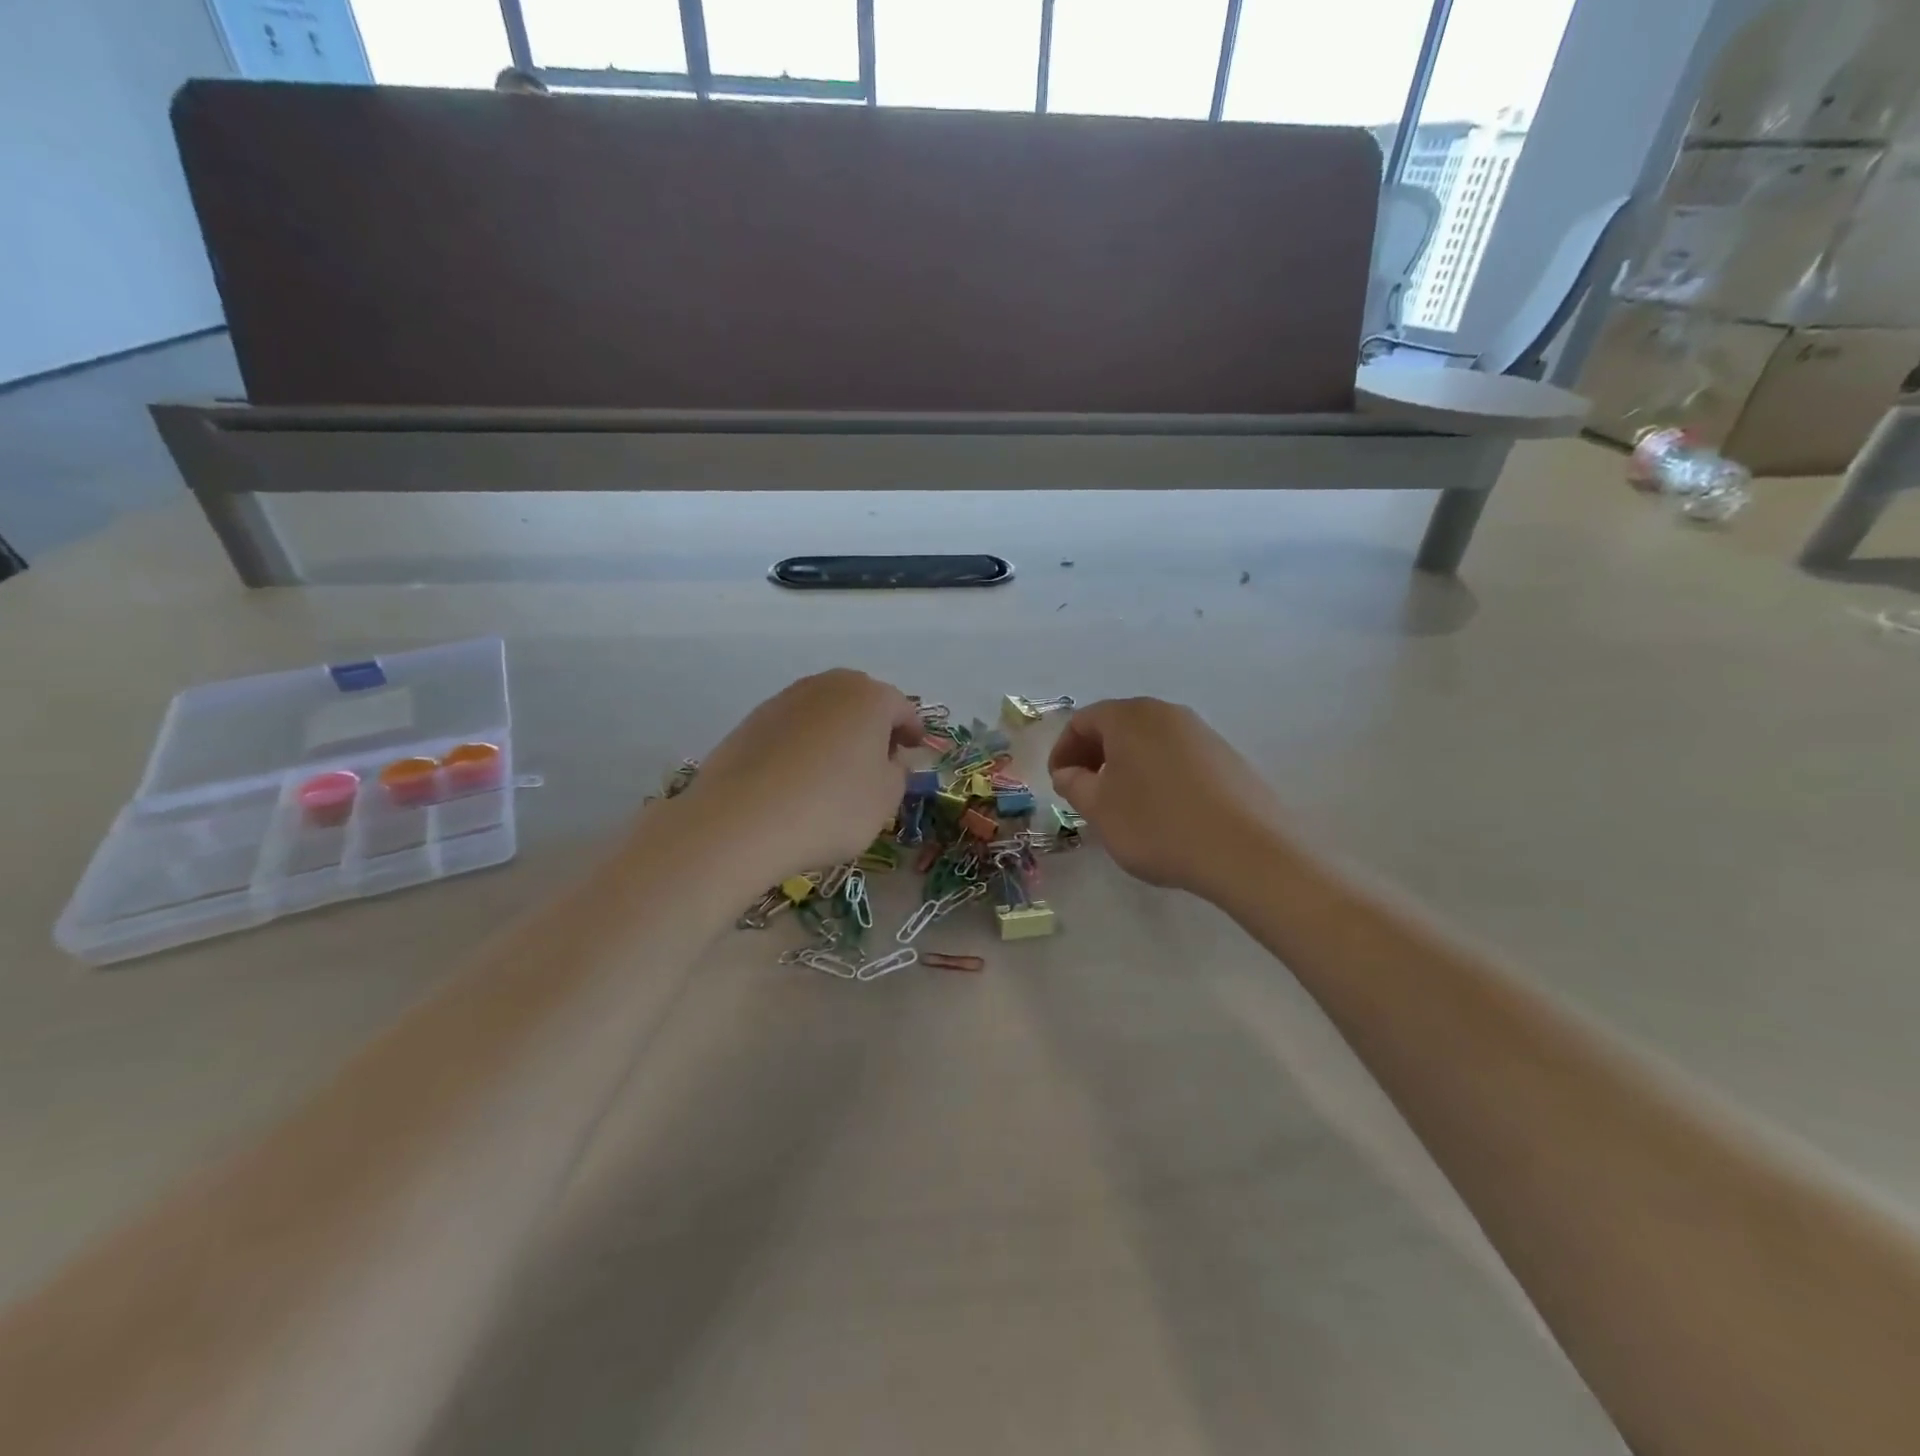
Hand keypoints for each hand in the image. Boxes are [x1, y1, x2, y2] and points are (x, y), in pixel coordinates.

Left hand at [676, 669, 922, 886]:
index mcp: (869, 697)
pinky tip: (799, 779)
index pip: (902, 707)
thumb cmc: (831, 809)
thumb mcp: (885, 799)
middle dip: (873, 726)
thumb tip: (890, 760)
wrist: (741, 822)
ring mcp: (784, 700)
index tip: (913, 753)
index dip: (912, 732)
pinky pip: (792, 728)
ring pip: (824, 712)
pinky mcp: (751, 721)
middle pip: (860, 701)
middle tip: (878, 760)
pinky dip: (803, 745)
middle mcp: (827, 686)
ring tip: (836, 772)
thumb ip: (898, 772)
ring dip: (836, 734)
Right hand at [1048, 698, 1278, 899]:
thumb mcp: (1100, 809)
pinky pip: (1178, 757)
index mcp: (1130, 717)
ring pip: (1150, 742)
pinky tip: (1163, 811)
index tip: (1059, 784)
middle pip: (1118, 726)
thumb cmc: (1157, 825)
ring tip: (1123, 805)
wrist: (1245, 851)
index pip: (1082, 721)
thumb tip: (1069, 773)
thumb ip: (1074, 784)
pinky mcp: (1227, 758)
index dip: (1063, 751)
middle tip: (1085, 793)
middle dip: (1094, 756)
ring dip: (1127, 766)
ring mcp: (1202, 733)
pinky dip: (1158, 774)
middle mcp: (1167, 713)